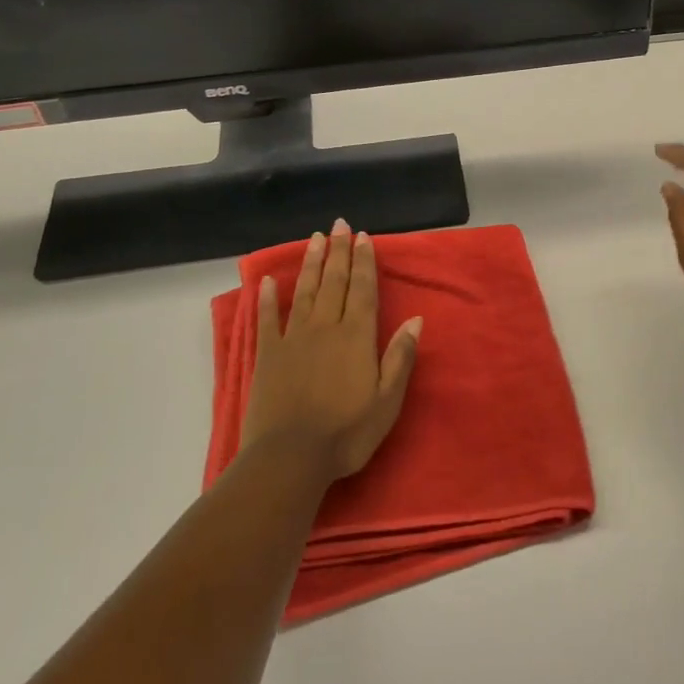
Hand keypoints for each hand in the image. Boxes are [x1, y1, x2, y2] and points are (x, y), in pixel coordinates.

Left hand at [242, 221, 422, 482]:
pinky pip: (267, 320)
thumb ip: (400, 357)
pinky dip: (267, 299)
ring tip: (315, 239)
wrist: (290, 459)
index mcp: (357, 337)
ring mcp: (294, 339)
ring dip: (311, 264)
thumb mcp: (387, 401)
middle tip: (339, 225)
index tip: (363, 237)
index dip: (364, 262)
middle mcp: (327, 328)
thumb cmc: (346, 433)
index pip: (363, 290)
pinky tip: (267, 281)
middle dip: (339, 252)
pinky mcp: (268, 355)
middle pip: (335, 282)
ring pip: (305, 292)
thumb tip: (416, 320)